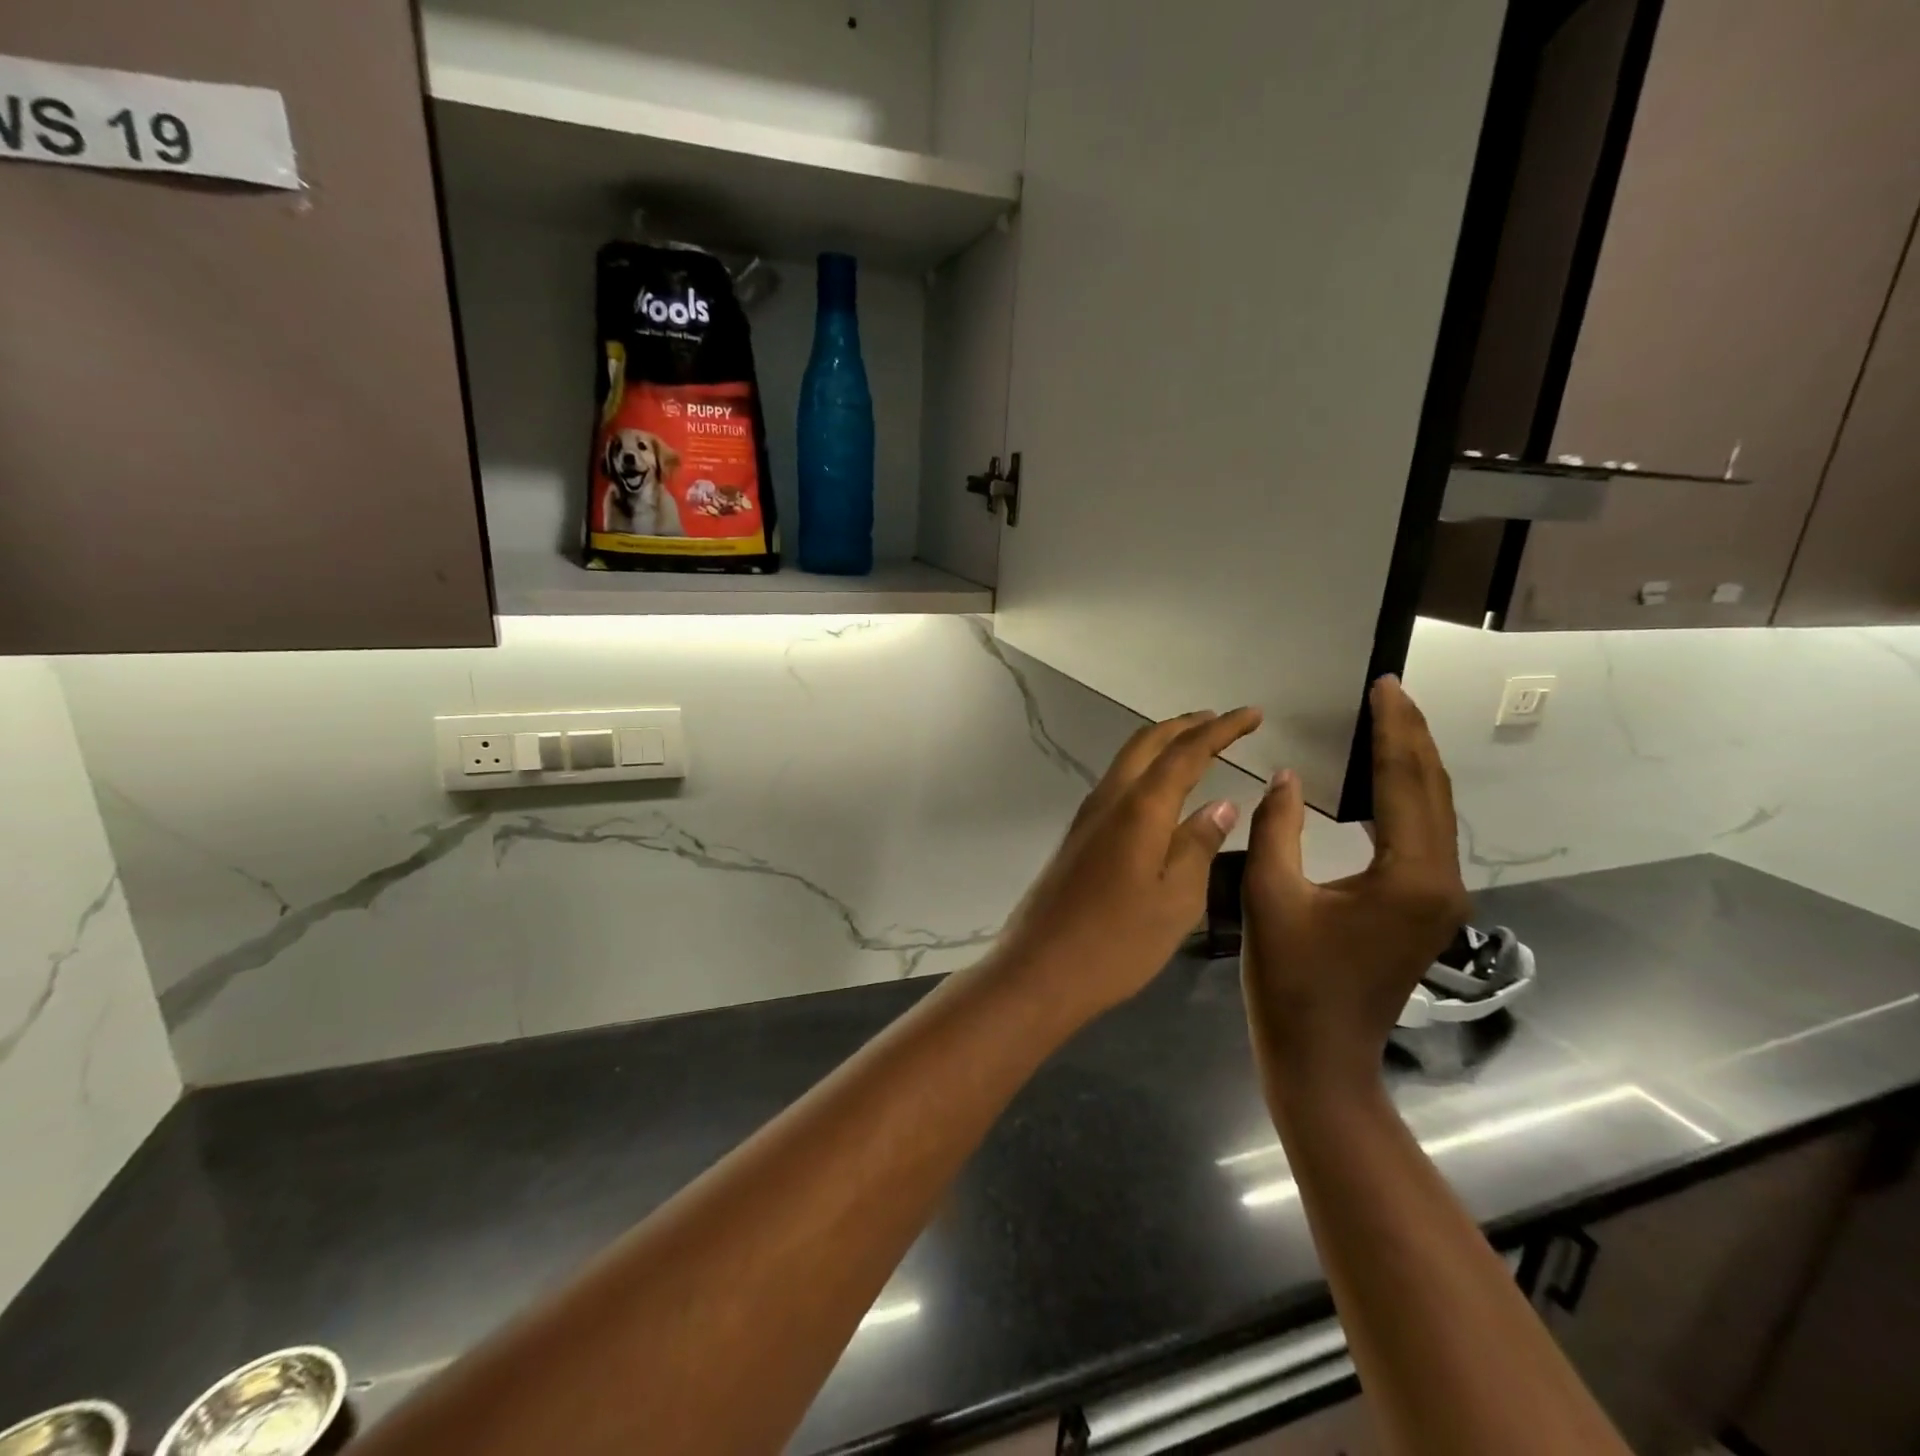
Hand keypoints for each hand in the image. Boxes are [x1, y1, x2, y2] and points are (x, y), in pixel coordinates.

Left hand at [985, 708, 1262, 1025]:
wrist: (1040, 969)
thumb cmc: (1118, 941)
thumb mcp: (1176, 899)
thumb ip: (1199, 844)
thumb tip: (1220, 804)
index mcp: (1140, 808)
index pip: (1187, 752)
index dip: (1221, 729)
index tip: (1253, 714)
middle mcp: (1109, 799)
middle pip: (1147, 743)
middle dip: (1186, 725)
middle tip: (1221, 722)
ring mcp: (1087, 817)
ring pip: (1127, 761)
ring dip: (1162, 745)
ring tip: (1196, 747)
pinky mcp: (1077, 837)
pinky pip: (1117, 785)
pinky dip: (1145, 771)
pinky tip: (1161, 794)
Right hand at [1241, 677, 1470, 1092]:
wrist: (1322, 1057)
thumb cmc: (1290, 981)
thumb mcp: (1270, 896)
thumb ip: (1277, 827)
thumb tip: (1289, 776)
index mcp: (1408, 876)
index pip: (1406, 782)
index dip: (1394, 730)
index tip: (1384, 684)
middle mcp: (1440, 880)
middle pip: (1433, 792)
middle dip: (1412, 736)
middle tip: (1389, 691)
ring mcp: (1440, 897)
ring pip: (1434, 813)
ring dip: (1412, 764)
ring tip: (1387, 721)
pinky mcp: (1426, 908)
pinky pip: (1424, 836)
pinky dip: (1407, 797)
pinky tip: (1384, 781)